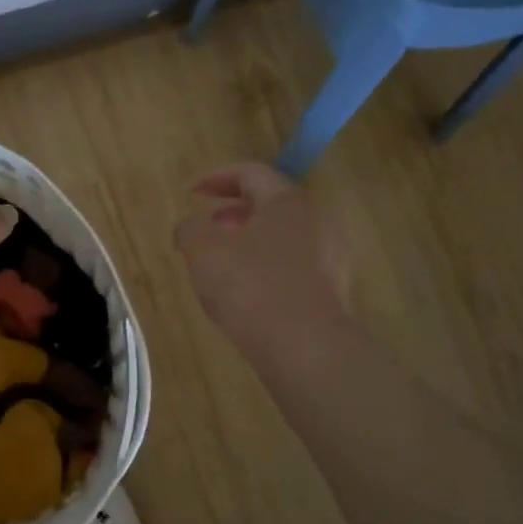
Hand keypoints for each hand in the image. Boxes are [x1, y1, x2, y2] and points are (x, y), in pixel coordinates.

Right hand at [174, 163, 347, 357]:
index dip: (217, 177)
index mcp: (287, 202)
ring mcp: (330, 257)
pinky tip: (247, 290)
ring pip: (284, 236)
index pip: (251, 173)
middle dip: (235, 211)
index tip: (193, 193)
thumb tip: (191, 227)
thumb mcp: (203, 252)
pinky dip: (267, 265)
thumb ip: (190, 230)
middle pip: (272, 203)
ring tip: (223, 261)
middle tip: (209, 226)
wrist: (305, 350)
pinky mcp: (332, 290)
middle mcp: (316, 221)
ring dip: (251, 239)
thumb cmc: (251, 289)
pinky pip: (294, 265)